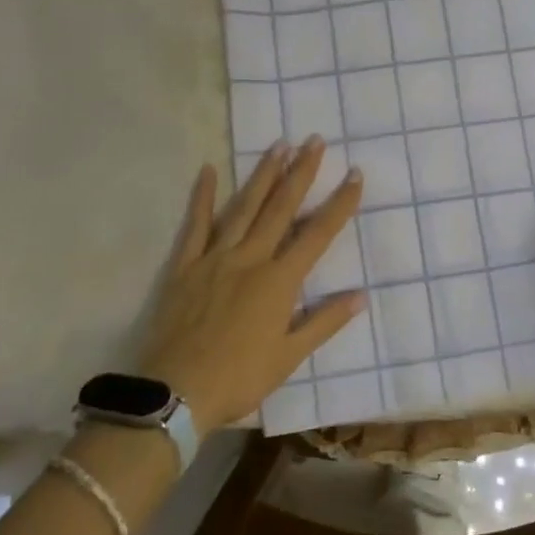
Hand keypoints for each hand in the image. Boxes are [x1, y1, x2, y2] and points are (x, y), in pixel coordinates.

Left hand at [136, 138, 363, 435]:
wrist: (174, 393)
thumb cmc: (238, 378)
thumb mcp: (288, 357)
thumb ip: (324, 322)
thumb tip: (360, 295)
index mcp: (279, 281)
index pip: (317, 234)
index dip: (339, 204)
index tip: (355, 175)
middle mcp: (250, 259)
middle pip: (281, 208)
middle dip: (301, 173)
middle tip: (315, 141)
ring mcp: (215, 258)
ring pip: (244, 208)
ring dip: (263, 175)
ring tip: (279, 146)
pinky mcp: (185, 265)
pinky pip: (196, 225)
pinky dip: (203, 197)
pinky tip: (208, 170)